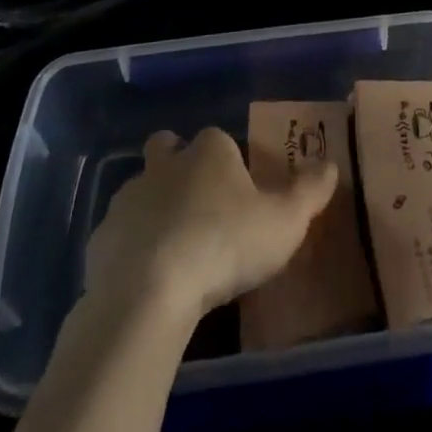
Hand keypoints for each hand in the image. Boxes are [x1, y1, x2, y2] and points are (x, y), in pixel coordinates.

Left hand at [85, 127, 337, 321]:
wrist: (149, 293)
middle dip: (177, 163)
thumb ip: (310, 192)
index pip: (218, 138)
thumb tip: (330, 165)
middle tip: (197, 201)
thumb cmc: (225, 245)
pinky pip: (120, 235)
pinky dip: (131, 248)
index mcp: (209, 151)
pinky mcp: (101, 239)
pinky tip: (148, 279)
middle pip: (167, 148)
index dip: (227, 158)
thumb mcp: (285, 222)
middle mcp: (165, 164)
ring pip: (141, 191)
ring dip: (153, 208)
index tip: (238, 187)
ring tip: (174, 248)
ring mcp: (128, 199)